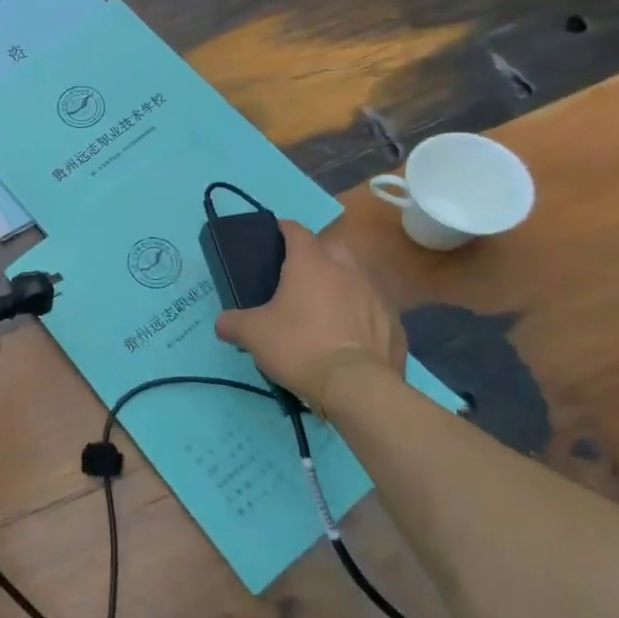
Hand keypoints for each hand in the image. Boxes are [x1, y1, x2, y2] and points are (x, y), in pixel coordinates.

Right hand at [214, 220, 404, 410]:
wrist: (357, 387)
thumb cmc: (299, 346)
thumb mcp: (253, 335)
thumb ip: (233, 323)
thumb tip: (223, 323)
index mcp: (311, 263)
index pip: (296, 231)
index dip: (284, 230)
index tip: (275, 236)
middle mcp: (346, 269)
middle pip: (331, 249)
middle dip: (317, 256)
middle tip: (300, 277)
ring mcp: (376, 296)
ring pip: (356, 279)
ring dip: (342, 286)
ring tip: (326, 309)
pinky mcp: (395, 324)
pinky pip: (374, 311)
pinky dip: (362, 316)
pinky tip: (350, 337)